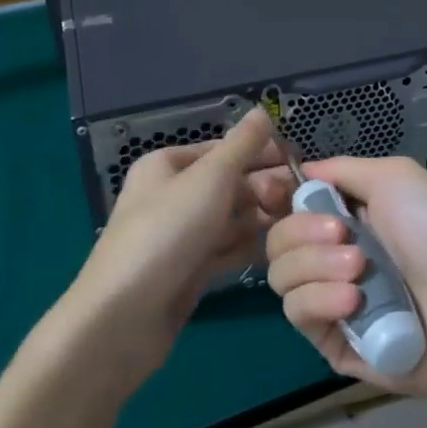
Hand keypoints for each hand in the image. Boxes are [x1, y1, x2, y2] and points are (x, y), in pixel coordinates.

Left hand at [58, 109, 294, 387]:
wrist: (125, 317)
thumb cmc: (167, 232)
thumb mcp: (210, 178)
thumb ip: (242, 144)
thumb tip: (263, 110)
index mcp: (168, 164)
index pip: (225, 148)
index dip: (262, 153)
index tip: (301, 164)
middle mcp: (173, 195)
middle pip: (231, 183)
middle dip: (264, 189)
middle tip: (298, 201)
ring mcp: (181, 235)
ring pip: (231, 218)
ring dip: (261, 219)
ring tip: (294, 227)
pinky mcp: (189, 270)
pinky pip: (226, 249)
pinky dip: (247, 248)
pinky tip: (274, 252)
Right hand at [265, 156, 426, 397]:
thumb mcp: (395, 178)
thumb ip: (343, 169)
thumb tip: (302, 171)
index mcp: (345, 218)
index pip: (288, 206)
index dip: (275, 197)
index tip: (275, 191)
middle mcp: (331, 256)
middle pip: (276, 240)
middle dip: (302, 232)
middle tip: (343, 235)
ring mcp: (330, 300)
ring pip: (280, 277)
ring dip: (314, 266)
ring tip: (359, 269)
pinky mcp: (332, 342)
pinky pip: (298, 314)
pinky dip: (319, 300)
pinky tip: (353, 300)